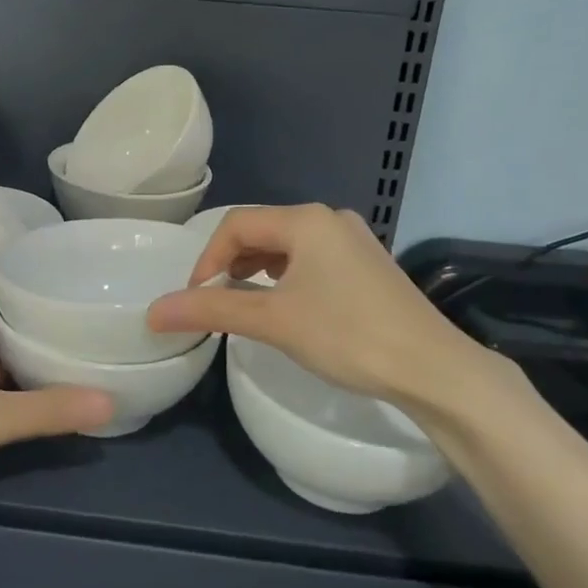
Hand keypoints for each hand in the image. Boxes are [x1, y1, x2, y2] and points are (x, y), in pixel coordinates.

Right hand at [146, 205, 515, 423]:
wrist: (434, 369)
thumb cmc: (348, 335)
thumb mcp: (273, 320)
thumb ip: (212, 309)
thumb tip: (153, 311)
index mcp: (306, 220)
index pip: (236, 225)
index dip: (207, 258)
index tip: (196, 297)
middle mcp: (330, 219)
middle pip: (262, 231)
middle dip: (231, 263)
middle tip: (217, 301)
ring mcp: (354, 240)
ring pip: (287, 246)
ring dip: (258, 270)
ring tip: (246, 303)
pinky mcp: (368, 265)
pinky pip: (312, 259)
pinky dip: (287, 277)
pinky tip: (288, 305)